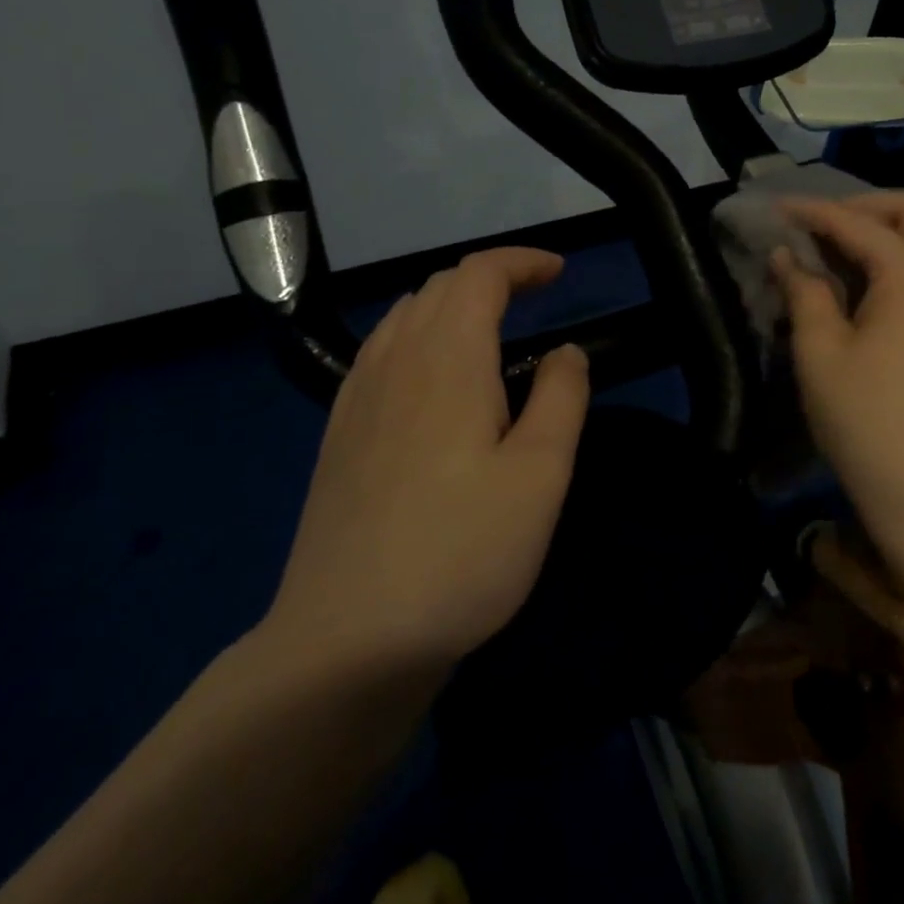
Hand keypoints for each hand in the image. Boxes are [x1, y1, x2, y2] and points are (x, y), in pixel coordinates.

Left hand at [262, 248, 590, 674]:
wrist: (346, 641)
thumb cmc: (461, 553)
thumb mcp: (541, 476)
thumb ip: (561, 398)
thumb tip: (564, 352)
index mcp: (447, 359)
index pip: (479, 275)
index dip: (522, 262)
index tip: (561, 272)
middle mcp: (394, 362)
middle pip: (439, 287)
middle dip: (491, 278)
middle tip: (536, 300)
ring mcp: (357, 398)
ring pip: (404, 318)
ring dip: (452, 305)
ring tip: (491, 332)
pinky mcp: (339, 435)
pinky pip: (380, 353)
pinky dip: (418, 337)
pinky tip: (434, 381)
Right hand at [773, 192, 903, 543]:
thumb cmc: (866, 419)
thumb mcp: (820, 351)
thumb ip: (804, 291)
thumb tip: (786, 256)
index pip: (858, 224)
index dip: (813, 212)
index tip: (776, 209)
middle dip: (867, 204)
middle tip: (822, 221)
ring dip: (890, 229)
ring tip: (840, 248)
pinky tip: (871, 284)